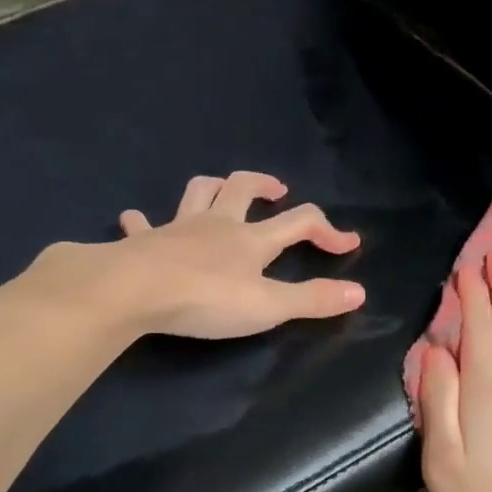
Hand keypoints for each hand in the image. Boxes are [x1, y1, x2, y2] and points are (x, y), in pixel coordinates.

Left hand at [20, 172, 363, 340]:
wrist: (132, 291)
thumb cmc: (205, 299)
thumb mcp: (268, 306)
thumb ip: (312, 299)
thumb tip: (360, 292)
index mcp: (251, 239)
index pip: (299, 223)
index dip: (327, 231)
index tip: (348, 244)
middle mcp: (217, 224)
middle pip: (244, 188)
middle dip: (265, 185)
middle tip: (279, 190)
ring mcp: (177, 228)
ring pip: (198, 193)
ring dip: (214, 187)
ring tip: (222, 191)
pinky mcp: (143, 242)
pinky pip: (143, 224)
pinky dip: (143, 221)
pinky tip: (135, 221)